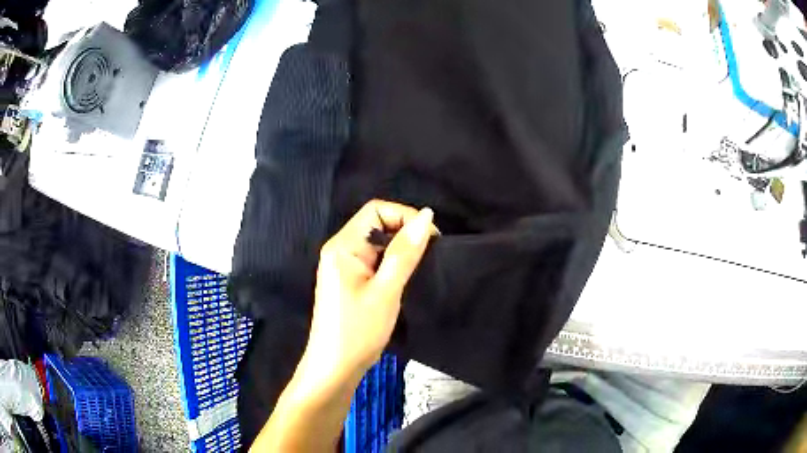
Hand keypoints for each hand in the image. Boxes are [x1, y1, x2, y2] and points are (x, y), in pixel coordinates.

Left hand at [304, 200, 437, 380]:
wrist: (335, 368)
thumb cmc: (358, 331)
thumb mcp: (386, 290)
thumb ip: (405, 252)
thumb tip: (426, 215)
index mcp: (343, 246)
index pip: (376, 210)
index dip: (405, 216)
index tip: (429, 238)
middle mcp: (340, 250)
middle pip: (376, 224)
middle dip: (404, 233)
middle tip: (429, 256)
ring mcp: (343, 266)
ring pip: (377, 243)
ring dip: (400, 250)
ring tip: (420, 268)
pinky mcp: (349, 281)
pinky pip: (373, 260)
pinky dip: (392, 264)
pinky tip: (404, 279)